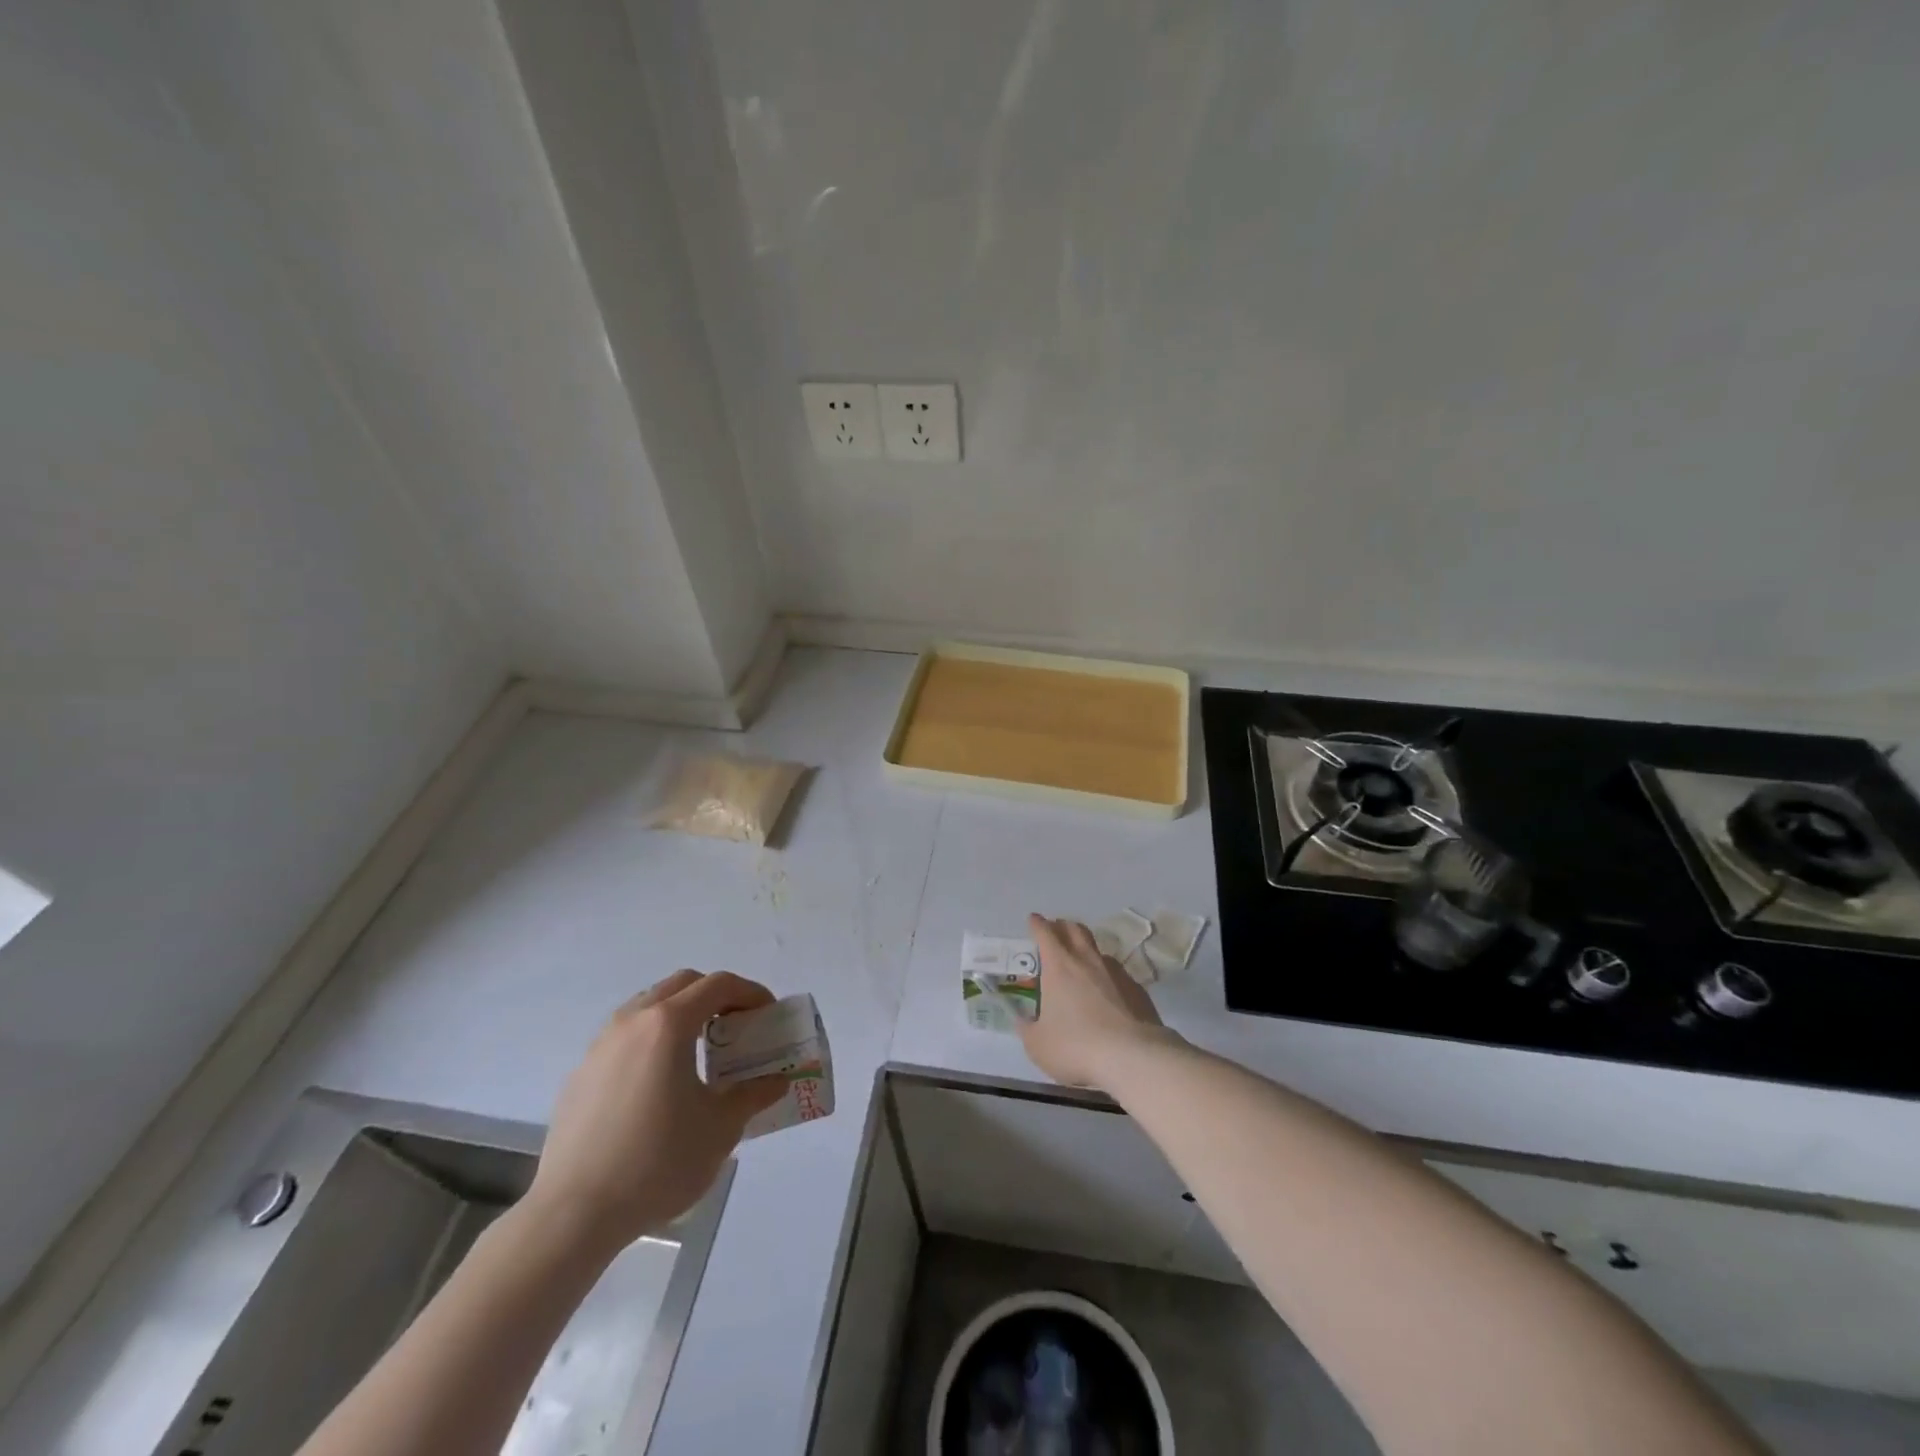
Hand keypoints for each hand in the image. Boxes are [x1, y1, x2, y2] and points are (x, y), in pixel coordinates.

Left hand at [523, 971, 786, 1256]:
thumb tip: (776, 1082)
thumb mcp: (720, 1129)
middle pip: (682, 985)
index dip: (750, 992)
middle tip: (736, 1026)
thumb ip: (753, 1095)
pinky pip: (625, 1037)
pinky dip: (651, 1040)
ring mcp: (600, 1045)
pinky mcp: (580, 1074)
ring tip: (698, 1052)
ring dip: (680, 1014)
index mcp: (668, 1024)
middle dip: (715, 996)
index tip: (767, 1013)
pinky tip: (658, 1084)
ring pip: (649, 1006)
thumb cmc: (657, 1162)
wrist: (573, 1214)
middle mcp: (632, 1021)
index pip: (718, 985)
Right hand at [1019, 914, 1173, 1090]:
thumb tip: (1023, 1020)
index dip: (1037, 924)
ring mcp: (1117, 973)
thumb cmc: (1076, 1046)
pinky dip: (1108, 976)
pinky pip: (1118, 974)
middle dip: (1063, 926)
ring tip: (1082, 962)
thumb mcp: (1038, 1044)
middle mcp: (1088, 961)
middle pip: (1076, 930)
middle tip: (1057, 930)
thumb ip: (1027, 1029)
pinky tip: (1108, 992)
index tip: (1033, 919)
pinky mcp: (1137, 990)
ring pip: (1099, 951)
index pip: (1045, 933)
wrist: (1133, 1057)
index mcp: (1059, 966)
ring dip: (1087, 950)